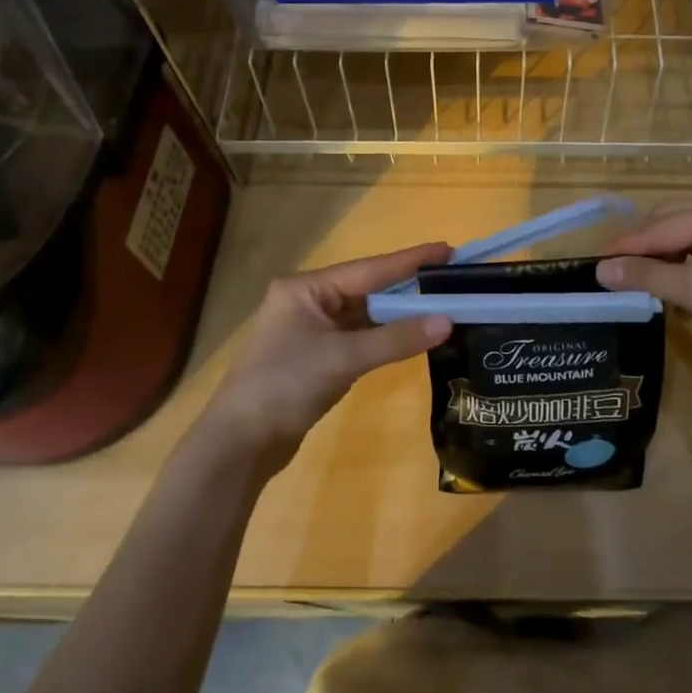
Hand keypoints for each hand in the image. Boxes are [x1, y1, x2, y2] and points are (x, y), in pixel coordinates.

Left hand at [199, 242, 452, 473]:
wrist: (239, 443)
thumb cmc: (285, 386)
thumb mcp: (344, 358)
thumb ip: (396, 339)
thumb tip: (447, 321)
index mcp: (306, 289)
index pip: (369, 269)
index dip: (410, 261)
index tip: (448, 249)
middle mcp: (308, 301)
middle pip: (367, 289)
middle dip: (407, 287)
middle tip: (451, 280)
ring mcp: (310, 330)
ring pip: (364, 315)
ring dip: (397, 314)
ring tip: (441, 305)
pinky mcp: (315, 356)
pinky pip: (358, 337)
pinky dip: (384, 336)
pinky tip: (411, 335)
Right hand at [596, 197, 691, 386]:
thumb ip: (650, 277)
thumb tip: (600, 270)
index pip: (664, 225)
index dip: (628, 245)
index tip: (593, 261)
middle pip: (675, 225)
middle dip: (644, 249)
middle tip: (609, 272)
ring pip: (690, 243)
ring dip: (663, 262)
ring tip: (635, 283)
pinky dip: (685, 274)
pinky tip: (671, 293)